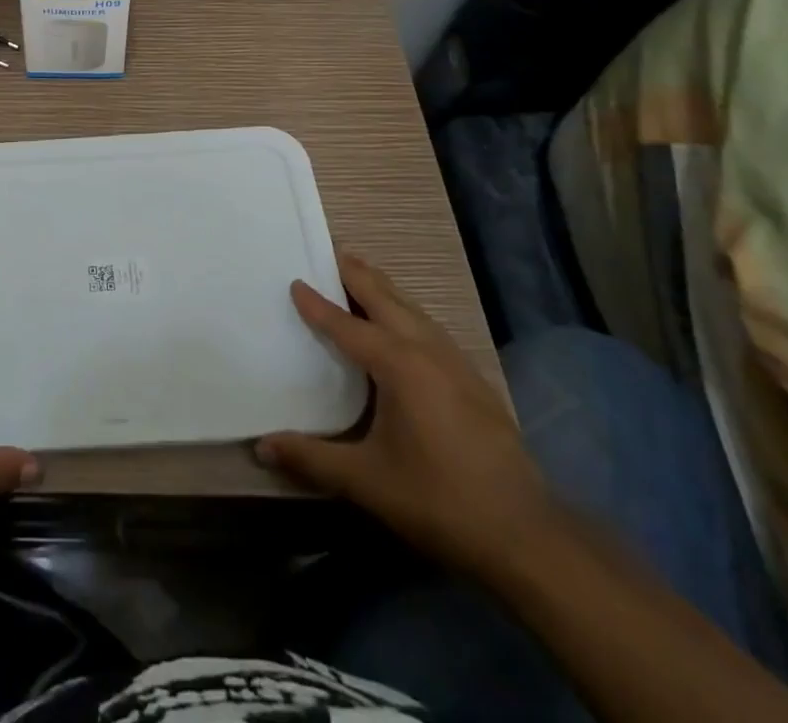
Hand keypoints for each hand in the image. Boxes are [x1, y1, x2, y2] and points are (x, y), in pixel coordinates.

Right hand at [258, 254, 554, 576]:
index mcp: (398, 364)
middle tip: (329, 250)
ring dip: (383, 289)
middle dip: (356, 274)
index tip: (295, 282)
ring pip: (413, 309)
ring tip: (360, 276)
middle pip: (385, 298)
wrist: (526, 537)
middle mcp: (427, 350)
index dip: (318, 305)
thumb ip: (311, 458)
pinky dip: (406, 312)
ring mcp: (456, 363)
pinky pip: (430, 328)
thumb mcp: (366, 481)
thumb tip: (261, 447)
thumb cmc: (438, 499)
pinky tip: (402, 326)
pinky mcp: (474, 381)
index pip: (347, 325)